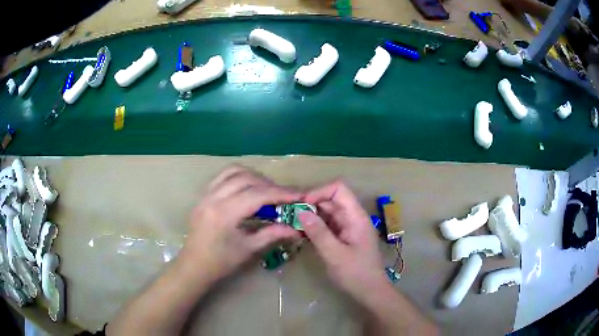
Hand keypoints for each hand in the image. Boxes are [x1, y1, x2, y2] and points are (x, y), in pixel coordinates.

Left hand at [180, 165, 301, 282]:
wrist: (193, 266)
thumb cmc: (221, 263)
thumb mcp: (248, 250)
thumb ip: (272, 234)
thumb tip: (296, 229)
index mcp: (224, 214)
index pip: (257, 195)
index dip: (280, 193)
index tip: (298, 195)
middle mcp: (213, 198)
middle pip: (246, 179)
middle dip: (269, 184)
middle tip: (284, 195)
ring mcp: (205, 194)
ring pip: (233, 172)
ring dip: (254, 176)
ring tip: (267, 189)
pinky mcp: (203, 195)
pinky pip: (222, 176)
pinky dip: (239, 177)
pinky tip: (247, 188)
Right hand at [299, 180, 388, 302]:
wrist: (369, 292)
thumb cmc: (355, 273)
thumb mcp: (334, 254)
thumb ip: (318, 232)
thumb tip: (300, 211)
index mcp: (356, 216)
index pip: (339, 190)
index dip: (320, 192)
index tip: (302, 205)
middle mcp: (352, 218)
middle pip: (331, 200)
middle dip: (311, 205)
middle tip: (290, 216)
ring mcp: (347, 227)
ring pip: (327, 213)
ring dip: (310, 217)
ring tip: (292, 225)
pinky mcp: (342, 237)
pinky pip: (327, 226)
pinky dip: (314, 227)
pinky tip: (301, 234)